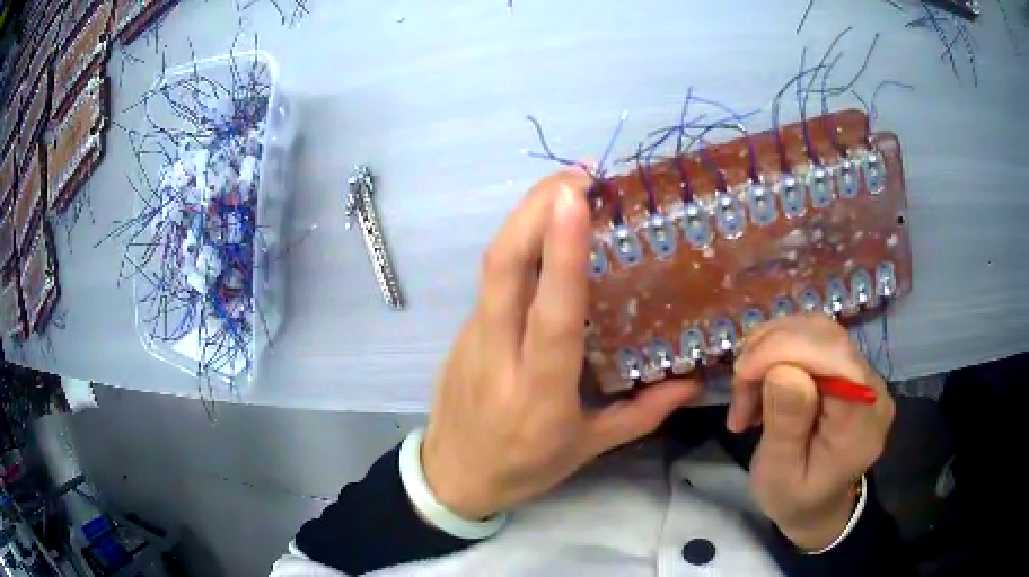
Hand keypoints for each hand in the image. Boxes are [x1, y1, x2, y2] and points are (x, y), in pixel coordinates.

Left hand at [422, 171, 701, 519]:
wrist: (453, 476)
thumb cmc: (524, 466)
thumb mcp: (588, 448)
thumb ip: (643, 414)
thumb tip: (692, 382)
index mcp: (540, 391)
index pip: (551, 314)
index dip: (562, 253)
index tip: (575, 199)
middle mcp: (499, 354)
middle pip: (503, 268)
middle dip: (533, 211)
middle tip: (576, 178)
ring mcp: (472, 338)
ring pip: (493, 267)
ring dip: (524, 220)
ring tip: (565, 193)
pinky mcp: (462, 331)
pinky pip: (492, 281)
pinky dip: (518, 248)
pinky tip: (543, 236)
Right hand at [728, 314, 895, 550]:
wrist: (819, 506)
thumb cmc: (795, 499)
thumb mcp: (779, 476)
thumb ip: (786, 425)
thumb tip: (784, 369)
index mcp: (861, 421)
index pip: (832, 357)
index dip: (784, 349)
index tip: (741, 372)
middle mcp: (872, 387)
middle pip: (824, 336)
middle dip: (771, 349)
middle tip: (738, 385)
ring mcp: (865, 374)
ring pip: (817, 330)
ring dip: (772, 349)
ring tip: (748, 387)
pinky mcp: (851, 369)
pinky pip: (816, 340)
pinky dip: (781, 351)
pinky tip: (765, 378)